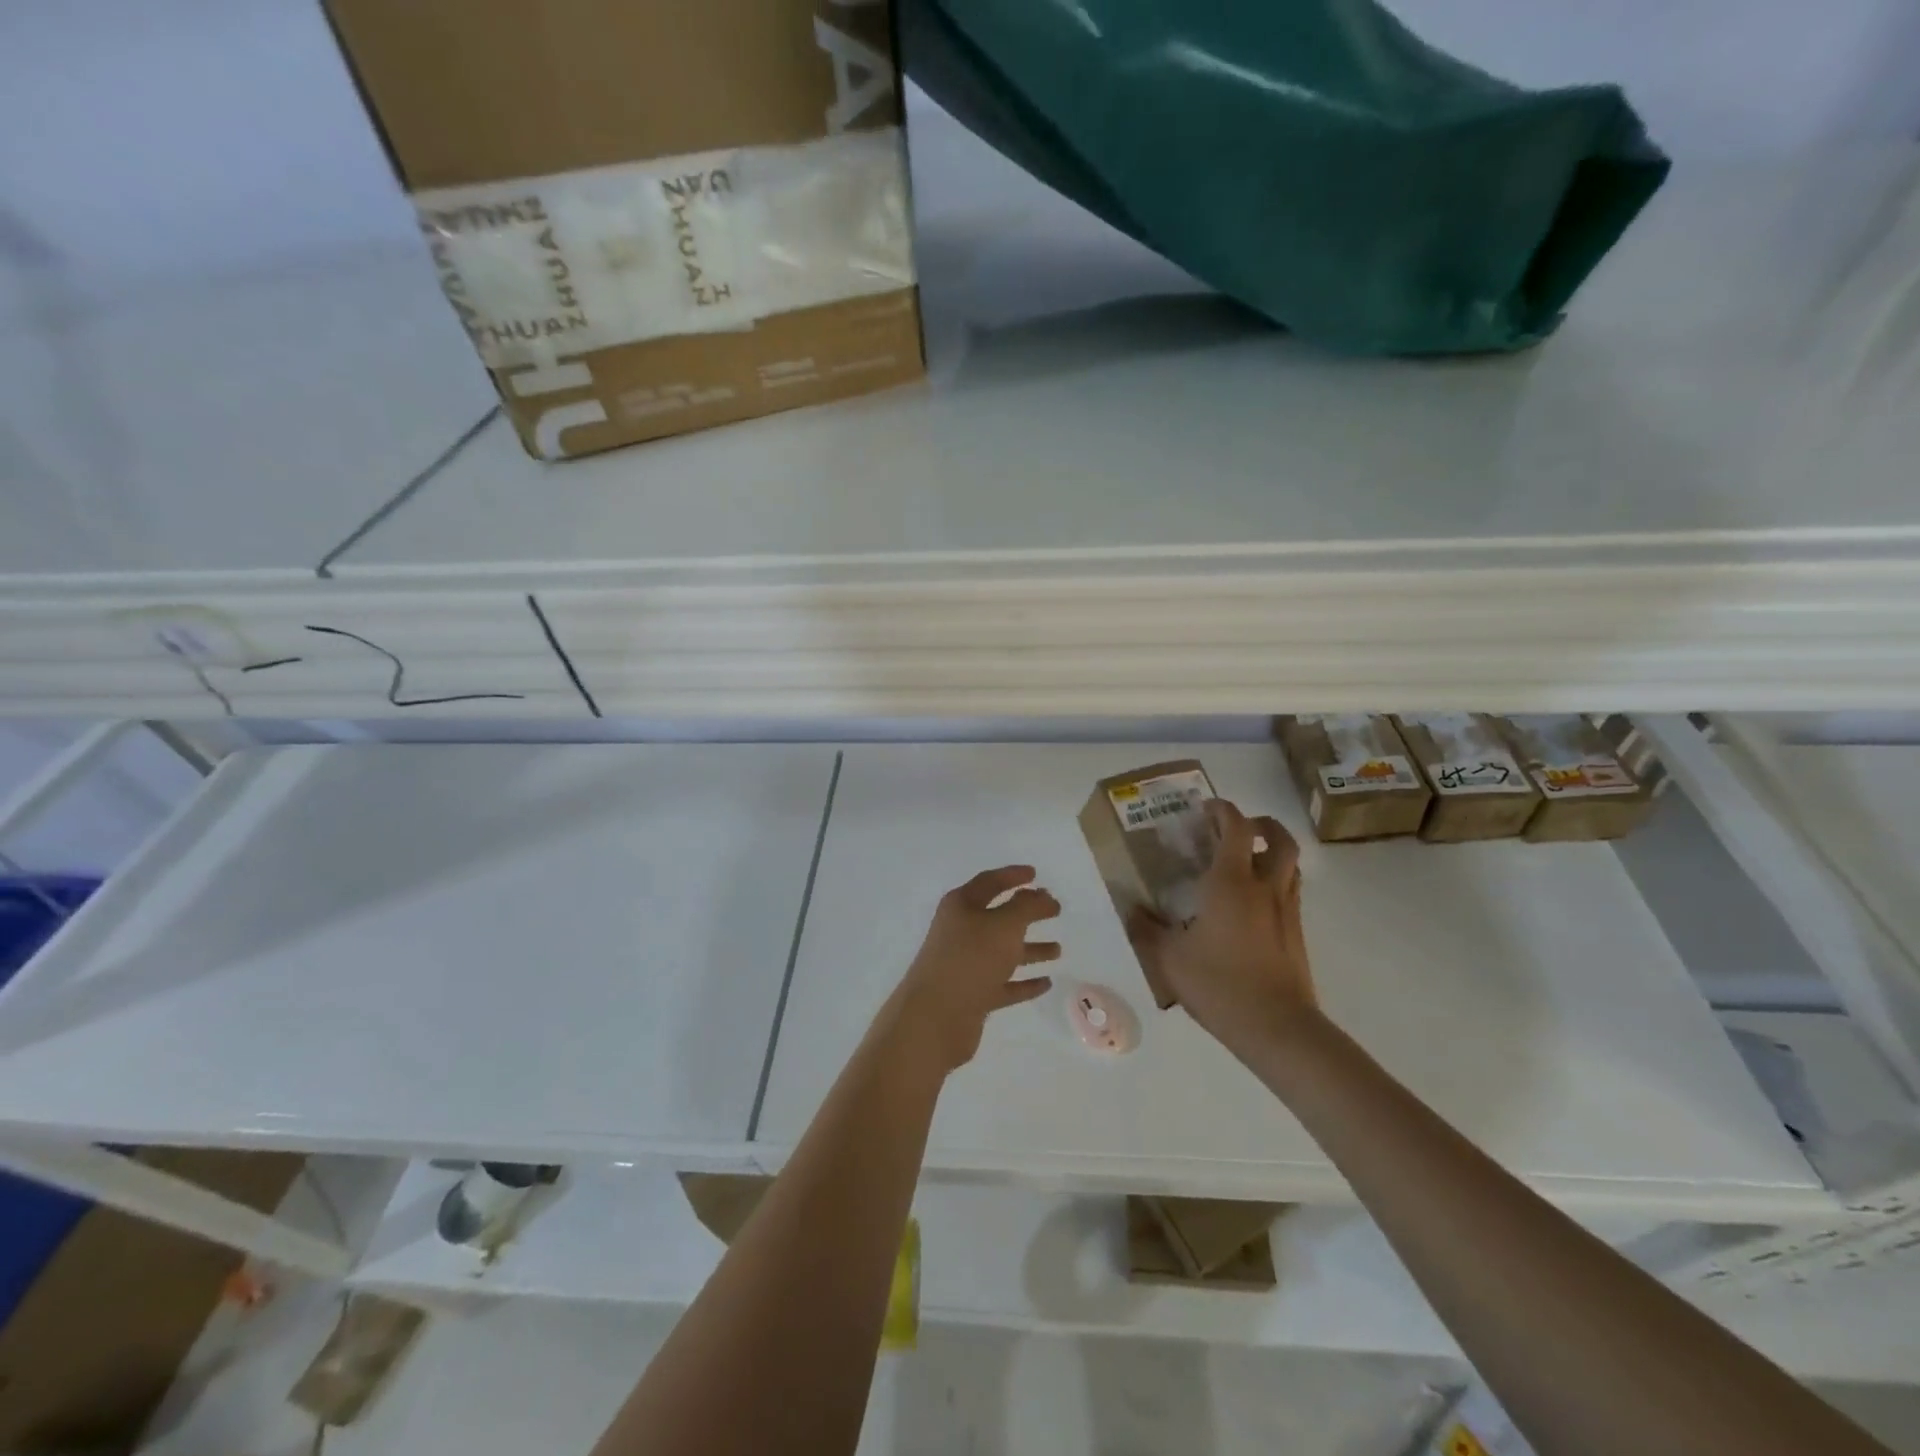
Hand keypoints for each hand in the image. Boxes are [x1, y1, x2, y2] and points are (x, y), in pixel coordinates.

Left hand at [877, 865, 1061, 1074]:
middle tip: (1055, 910)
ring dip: (1030, 949)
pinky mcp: (972, 995)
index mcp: (961, 906)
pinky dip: (1023, 982)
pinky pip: (1003, 983)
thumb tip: (1041, 895)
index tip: (1035, 874)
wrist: (935, 1017)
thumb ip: (1027, 907)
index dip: (1013, 876)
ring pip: (1003, 952)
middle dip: (1026, 913)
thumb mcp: (1004, 925)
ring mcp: (966, 965)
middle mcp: (961, 931)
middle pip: (998, 917)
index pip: (990, 882)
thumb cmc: (971, 959)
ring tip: (1058, 950)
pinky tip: (1046, 983)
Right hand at [1129, 800, 1316, 1054]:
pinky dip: (1276, 881)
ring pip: (1290, 863)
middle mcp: (1264, 887)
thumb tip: (1131, 909)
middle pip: (1277, 838)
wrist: (1278, 1027)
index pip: (1235, 828)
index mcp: (1230, 883)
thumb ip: (1147, 929)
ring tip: (1247, 859)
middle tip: (1236, 828)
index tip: (1205, 808)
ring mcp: (1286, 910)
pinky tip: (1254, 902)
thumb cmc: (1219, 985)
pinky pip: (1291, 891)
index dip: (1222, 810)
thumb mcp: (1168, 958)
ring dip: (1272, 850)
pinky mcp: (1297, 933)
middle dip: (1259, 823)